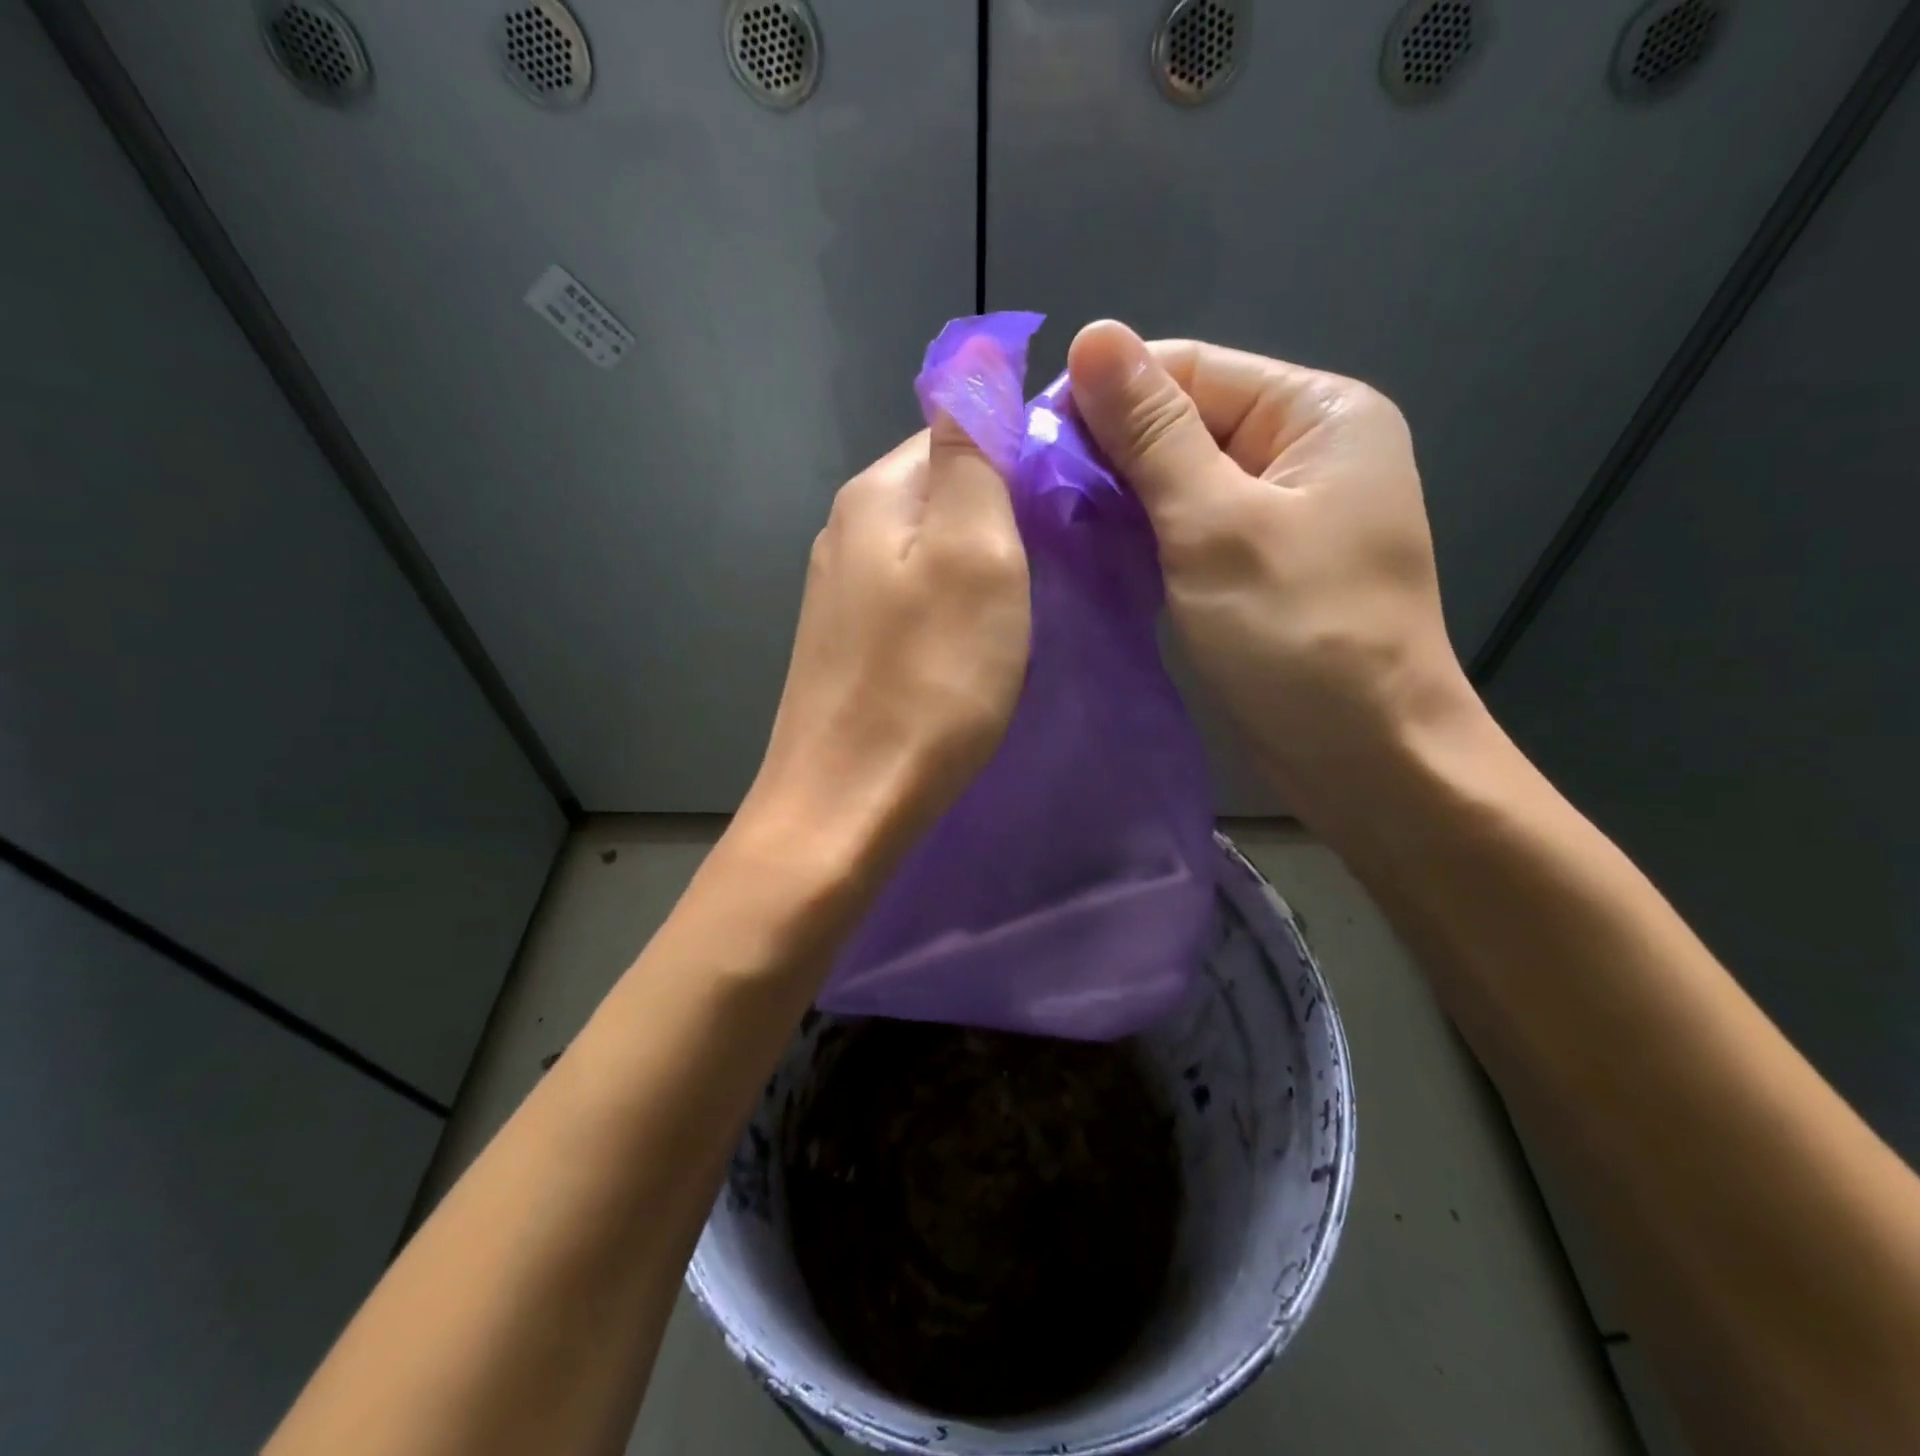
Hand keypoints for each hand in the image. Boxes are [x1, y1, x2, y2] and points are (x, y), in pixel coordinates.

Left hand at [742, 407, 1030, 877]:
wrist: (848, 804)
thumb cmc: (928, 681)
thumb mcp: (973, 551)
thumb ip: (970, 449)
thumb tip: (970, 353)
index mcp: (877, 493)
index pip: (958, 428)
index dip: (1023, 453)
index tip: (1077, 502)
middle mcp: (848, 528)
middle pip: (943, 490)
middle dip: (1006, 511)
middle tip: (1063, 561)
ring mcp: (841, 591)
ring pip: (931, 547)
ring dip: (984, 562)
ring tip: (1030, 603)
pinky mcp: (849, 643)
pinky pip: (914, 596)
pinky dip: (954, 604)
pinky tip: (977, 640)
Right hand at [1066, 320, 1477, 837]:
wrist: (1366, 759)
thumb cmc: (1299, 636)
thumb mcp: (1216, 525)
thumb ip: (1152, 433)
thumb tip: (1092, 335)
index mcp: (1316, 412)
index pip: (1188, 369)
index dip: (1106, 397)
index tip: (1030, 446)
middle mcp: (1302, 450)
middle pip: (1182, 423)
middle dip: (1108, 454)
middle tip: (1031, 496)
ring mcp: (1280, 513)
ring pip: (1177, 482)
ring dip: (1117, 500)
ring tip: (1049, 526)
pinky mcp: (1256, 566)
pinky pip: (1186, 531)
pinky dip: (1140, 539)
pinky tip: (1091, 554)